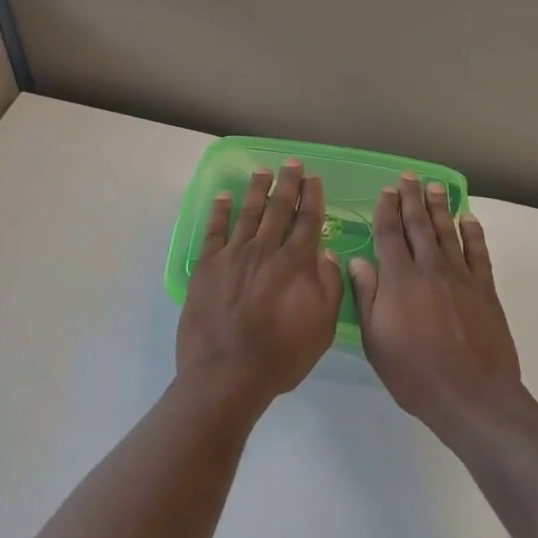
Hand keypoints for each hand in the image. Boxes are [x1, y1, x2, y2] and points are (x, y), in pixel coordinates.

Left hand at [177, 159, 342, 410]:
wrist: (227, 374)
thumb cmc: (281, 356)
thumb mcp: (322, 327)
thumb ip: (329, 286)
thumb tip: (326, 253)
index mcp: (296, 263)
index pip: (308, 220)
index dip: (313, 197)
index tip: (314, 179)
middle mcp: (265, 250)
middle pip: (279, 209)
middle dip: (288, 184)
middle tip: (292, 163)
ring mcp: (233, 255)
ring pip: (248, 213)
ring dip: (257, 189)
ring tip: (263, 171)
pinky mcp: (207, 266)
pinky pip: (214, 230)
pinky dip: (220, 211)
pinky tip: (224, 197)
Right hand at [351, 175, 522, 438]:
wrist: (472, 396)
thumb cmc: (415, 373)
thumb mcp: (376, 341)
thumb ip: (368, 297)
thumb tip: (358, 261)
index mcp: (399, 279)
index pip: (389, 234)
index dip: (386, 210)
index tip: (385, 191)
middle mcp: (429, 268)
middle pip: (419, 225)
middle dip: (412, 199)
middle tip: (409, 178)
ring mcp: (461, 277)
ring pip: (448, 232)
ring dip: (440, 207)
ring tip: (435, 187)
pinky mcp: (485, 289)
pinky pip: (478, 252)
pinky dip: (473, 233)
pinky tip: (469, 219)